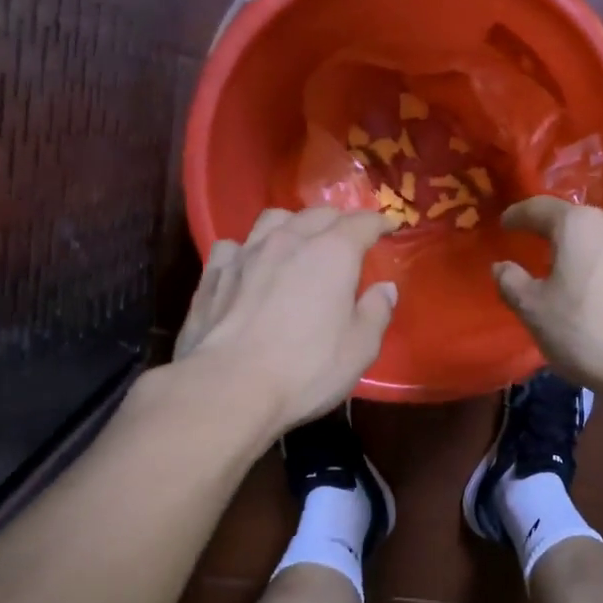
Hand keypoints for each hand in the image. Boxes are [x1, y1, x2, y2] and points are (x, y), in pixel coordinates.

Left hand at [174, 207, 396, 432]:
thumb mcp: (359, 349)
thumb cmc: (305, 369)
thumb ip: (376, 312)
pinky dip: (247, 249)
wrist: (228, 387)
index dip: (379, 223)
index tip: (389, 227)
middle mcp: (289, 240)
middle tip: (347, 236)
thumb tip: (385, 289)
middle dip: (338, 220)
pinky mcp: (213, 273)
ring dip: (293, 224)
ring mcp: (246, 253)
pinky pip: (233, 246)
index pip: (361, 223)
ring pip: (273, 219)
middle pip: (317, 214)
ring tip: (298, 240)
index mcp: (332, 254)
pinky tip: (249, 266)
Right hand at [492, 197, 602, 395]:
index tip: (505, 225)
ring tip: (570, 276)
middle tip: (537, 252)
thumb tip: (502, 266)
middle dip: (554, 234)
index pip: (539, 208)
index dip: (518, 215)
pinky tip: (601, 294)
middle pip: (576, 222)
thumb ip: (512, 282)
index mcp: (579, 224)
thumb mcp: (534, 311)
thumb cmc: (587, 331)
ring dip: (584, 253)